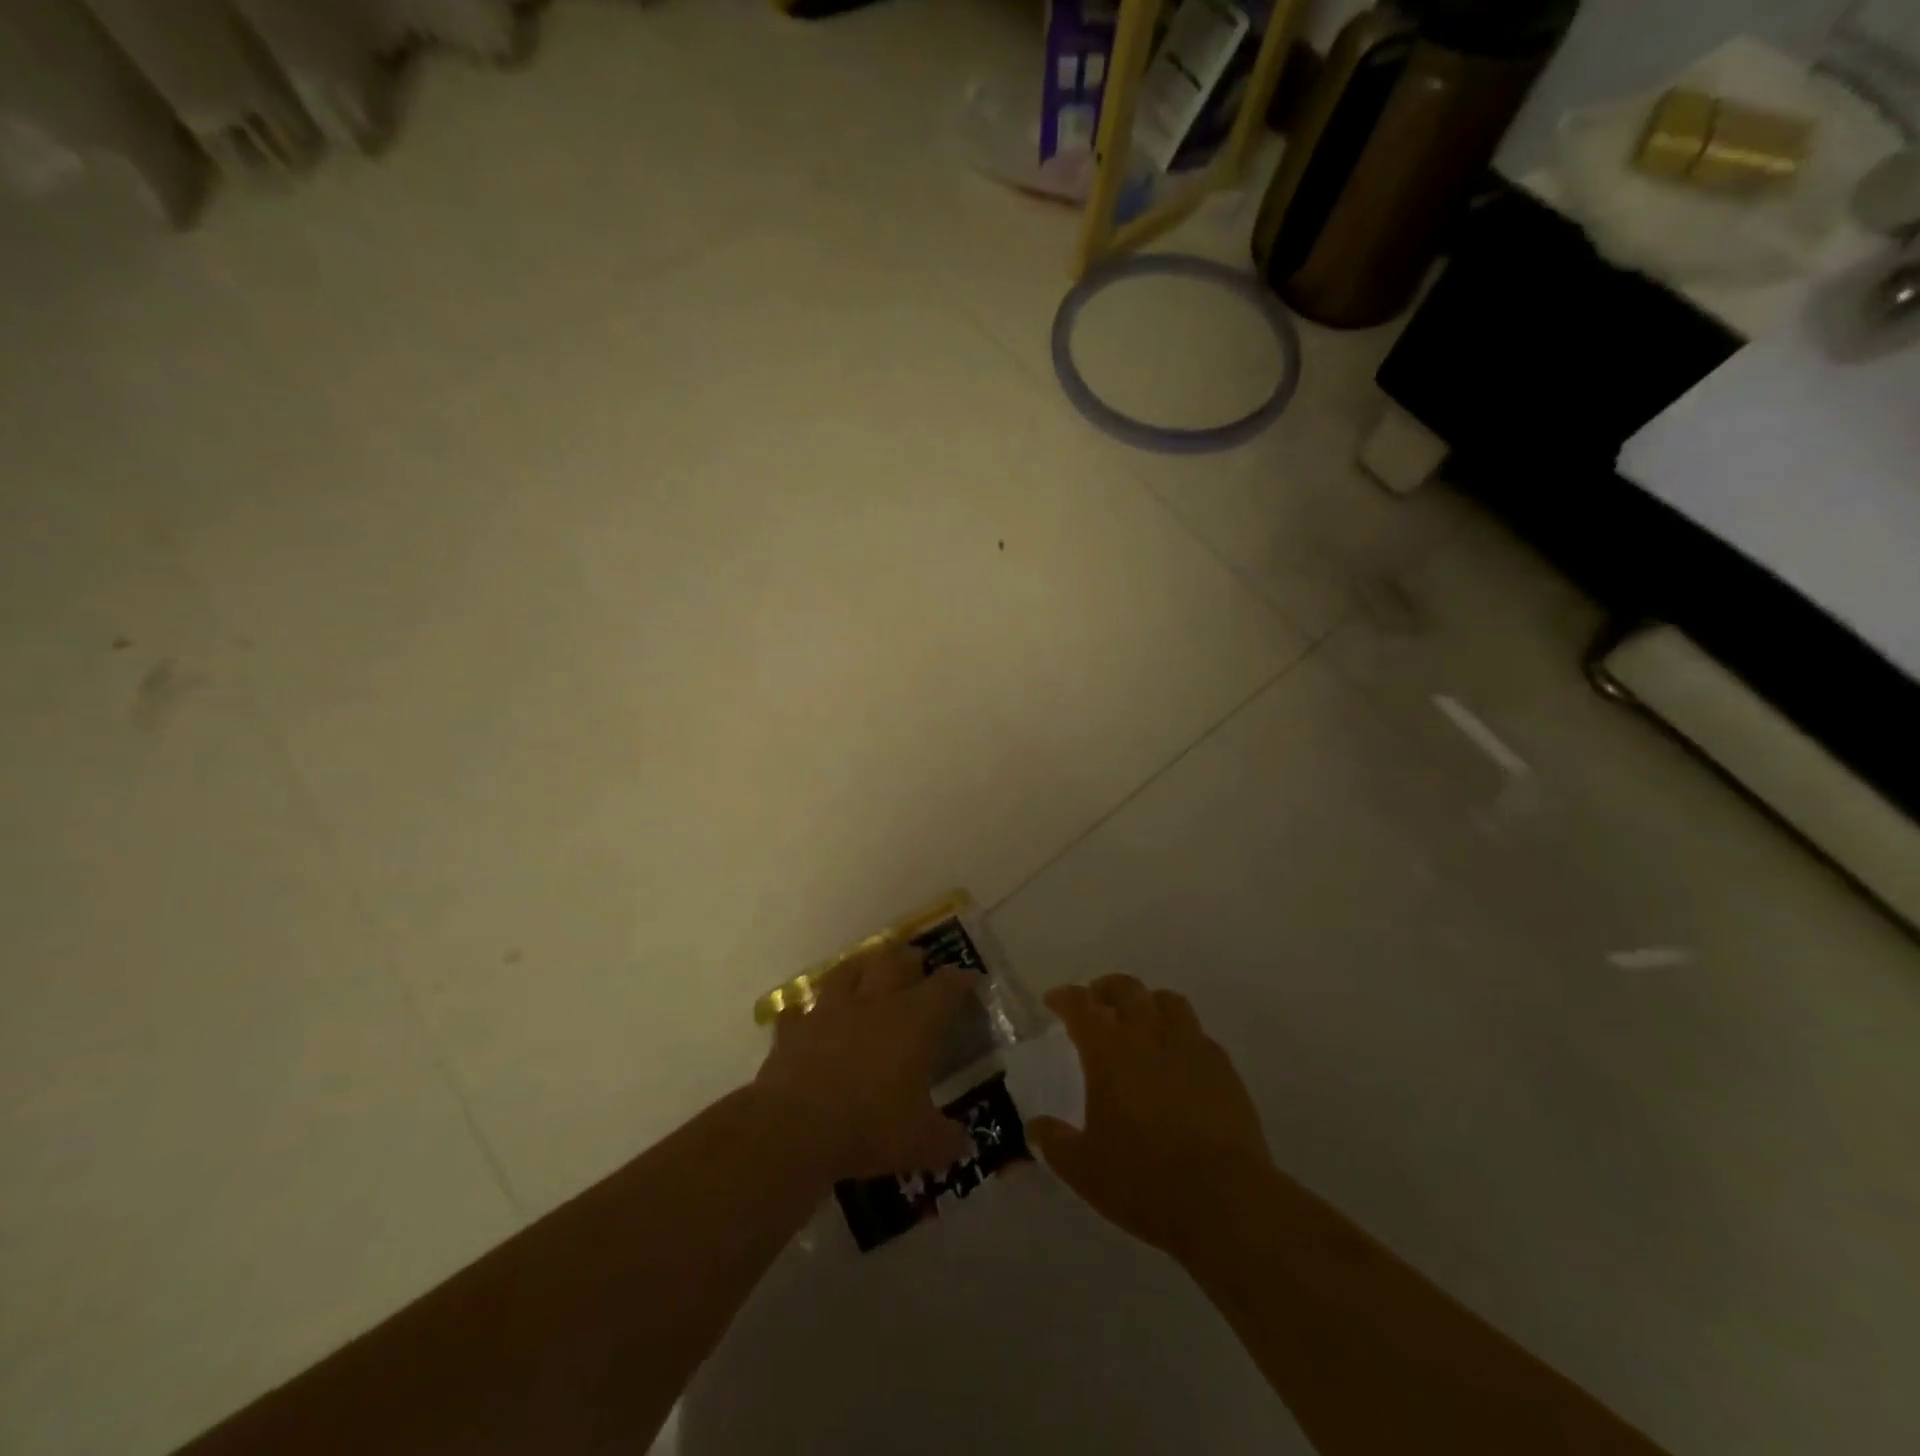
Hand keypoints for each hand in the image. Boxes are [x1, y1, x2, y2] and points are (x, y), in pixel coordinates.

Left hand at [754, 945, 976, 1181]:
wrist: (796, 1127)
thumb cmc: (871, 1126)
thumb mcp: (921, 1143)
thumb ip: (946, 1139)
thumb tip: (963, 1145)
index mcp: (913, 1021)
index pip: (945, 988)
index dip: (960, 980)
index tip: (970, 978)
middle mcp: (873, 1003)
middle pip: (894, 962)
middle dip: (908, 959)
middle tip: (916, 962)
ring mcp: (829, 1011)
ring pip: (846, 972)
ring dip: (859, 969)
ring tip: (865, 971)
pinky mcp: (793, 1030)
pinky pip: (799, 1012)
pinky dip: (805, 1013)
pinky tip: (806, 1018)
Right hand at [1028, 974, 1273, 1263]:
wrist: (1224, 1200)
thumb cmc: (1144, 1180)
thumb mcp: (1084, 1170)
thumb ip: (1054, 1142)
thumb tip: (1035, 1127)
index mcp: (1109, 1051)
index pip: (1081, 1006)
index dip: (1065, 997)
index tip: (1054, 1000)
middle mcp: (1148, 1035)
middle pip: (1126, 989)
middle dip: (1106, 989)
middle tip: (1096, 1002)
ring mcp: (1190, 1047)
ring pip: (1167, 1001)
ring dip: (1147, 1002)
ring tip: (1140, 1020)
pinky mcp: (1222, 1067)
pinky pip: (1197, 1032)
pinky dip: (1180, 1033)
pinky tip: (1177, 1056)